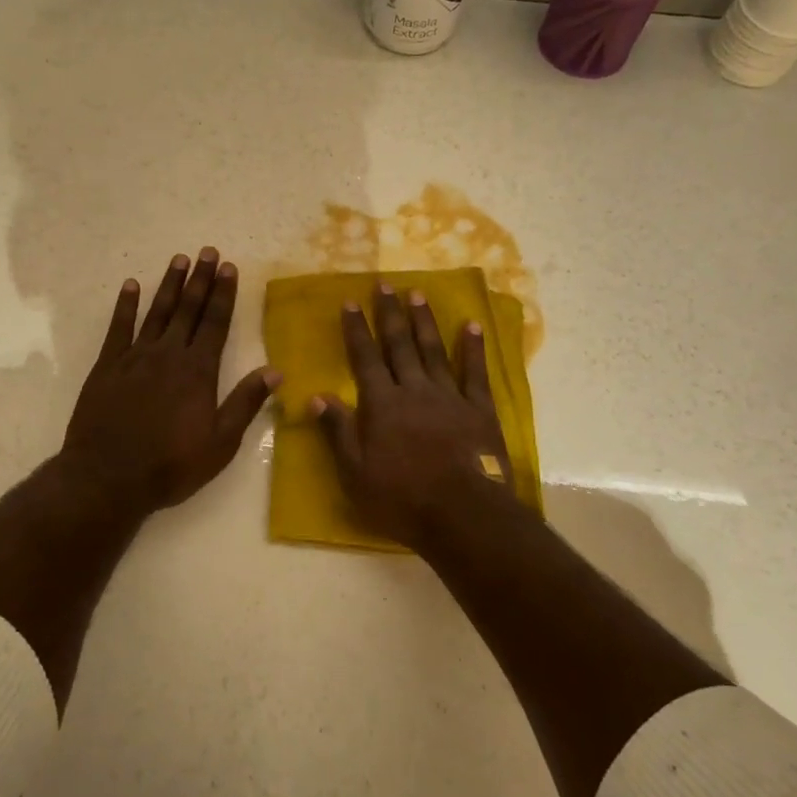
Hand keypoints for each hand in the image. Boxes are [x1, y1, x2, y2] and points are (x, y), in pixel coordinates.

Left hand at [61, 248, 277, 517]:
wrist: (108, 478)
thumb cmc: (171, 465)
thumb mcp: (220, 443)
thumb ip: (246, 403)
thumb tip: (276, 371)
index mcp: (198, 371)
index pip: (215, 323)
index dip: (224, 294)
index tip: (229, 267)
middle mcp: (168, 355)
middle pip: (188, 309)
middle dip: (201, 280)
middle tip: (208, 251)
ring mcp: (135, 357)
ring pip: (157, 312)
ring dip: (169, 285)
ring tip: (179, 260)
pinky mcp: (107, 366)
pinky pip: (118, 328)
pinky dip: (126, 305)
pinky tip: (131, 285)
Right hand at [312, 284, 512, 548]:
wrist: (463, 513)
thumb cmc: (402, 498)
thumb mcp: (356, 472)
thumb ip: (338, 431)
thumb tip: (317, 395)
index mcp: (382, 404)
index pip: (364, 358)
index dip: (356, 329)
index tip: (350, 302)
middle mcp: (414, 390)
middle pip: (399, 344)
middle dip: (389, 313)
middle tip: (385, 284)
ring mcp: (449, 396)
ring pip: (433, 350)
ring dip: (423, 321)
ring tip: (417, 293)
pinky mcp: (479, 409)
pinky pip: (475, 371)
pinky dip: (472, 347)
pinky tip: (471, 325)